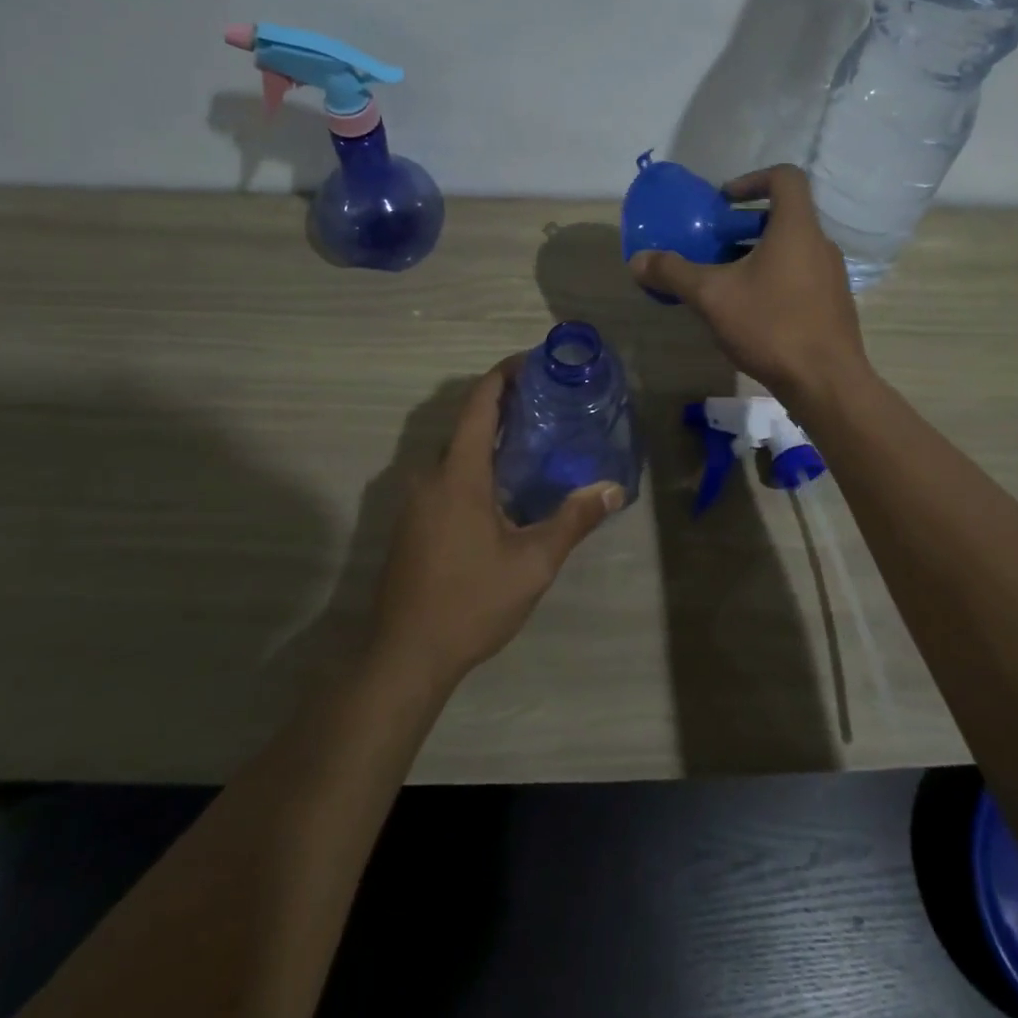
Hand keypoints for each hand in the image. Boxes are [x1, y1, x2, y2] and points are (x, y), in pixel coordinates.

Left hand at [372, 360, 621, 690]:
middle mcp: (430, 476)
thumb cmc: (470, 602)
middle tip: (548, 407)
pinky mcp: (411, 523)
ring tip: (533, 443)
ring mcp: (415, 500)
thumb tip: (613, 489)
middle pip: (466, 424)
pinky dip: (474, 466)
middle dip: (503, 408)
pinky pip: (446, 477)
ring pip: (455, 453)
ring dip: (489, 440)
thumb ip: (573, 520)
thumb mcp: (533, 563)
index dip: (503, 375)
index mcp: (458, 474)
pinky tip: (503, 489)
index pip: (478, 404)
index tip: (532, 362)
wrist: (405, 655)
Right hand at [628, 164, 867, 408]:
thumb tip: (637, 261)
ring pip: (791, 249)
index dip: (752, 179)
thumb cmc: (771, 326)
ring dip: (757, 254)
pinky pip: (799, 275)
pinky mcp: (832, 304)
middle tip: (713, 244)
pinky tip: (749, 311)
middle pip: (784, 216)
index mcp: (797, 229)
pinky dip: (773, 278)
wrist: (826, 383)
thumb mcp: (712, 297)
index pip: (785, 177)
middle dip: (744, 225)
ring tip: (725, 280)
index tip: (724, 201)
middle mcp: (820, 244)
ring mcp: (831, 276)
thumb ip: (674, 273)